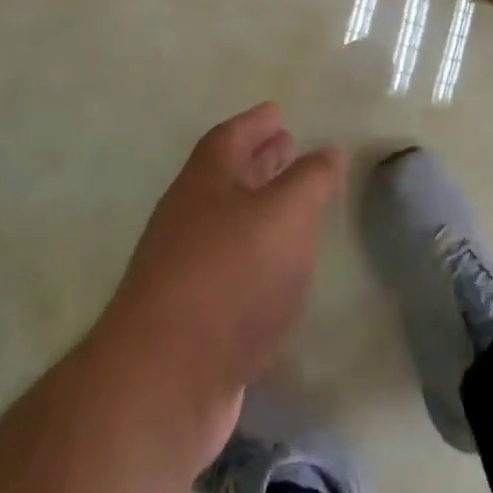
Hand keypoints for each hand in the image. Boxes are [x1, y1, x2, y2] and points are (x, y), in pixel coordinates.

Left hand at [96, 103, 347, 466]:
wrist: (164, 381)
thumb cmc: (230, 277)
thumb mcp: (285, 214)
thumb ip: (311, 179)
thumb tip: (328, 151)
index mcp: (205, 182)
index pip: (230, 137)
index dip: (255, 122)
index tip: (278, 111)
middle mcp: (188, 217)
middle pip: (226, 176)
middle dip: (258, 160)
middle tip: (288, 146)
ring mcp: (184, 268)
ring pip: (228, 222)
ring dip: (259, 207)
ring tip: (293, 204)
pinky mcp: (191, 315)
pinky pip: (230, 265)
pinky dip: (256, 255)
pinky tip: (278, 268)